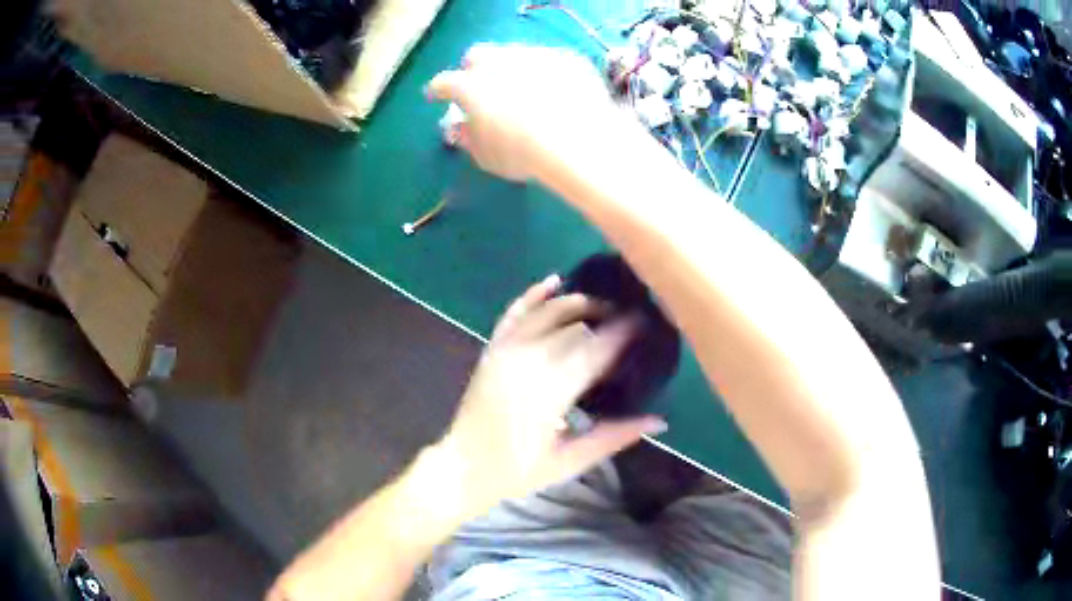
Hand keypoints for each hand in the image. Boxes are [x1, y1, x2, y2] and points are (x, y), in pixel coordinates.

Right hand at [427, 44, 628, 181]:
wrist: (579, 141)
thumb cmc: (522, 154)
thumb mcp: (486, 156)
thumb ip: (468, 138)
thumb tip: (461, 128)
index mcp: (469, 86)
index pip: (444, 82)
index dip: (438, 90)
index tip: (436, 96)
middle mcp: (498, 61)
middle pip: (477, 56)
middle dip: (473, 69)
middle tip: (481, 87)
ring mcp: (534, 55)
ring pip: (514, 54)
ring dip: (510, 68)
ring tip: (521, 90)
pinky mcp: (565, 58)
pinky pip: (548, 61)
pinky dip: (545, 73)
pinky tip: (554, 91)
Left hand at [436, 275, 666, 517]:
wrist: (464, 466)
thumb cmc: (518, 470)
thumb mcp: (570, 460)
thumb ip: (615, 437)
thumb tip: (660, 420)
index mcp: (550, 392)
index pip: (594, 351)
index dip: (622, 333)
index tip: (644, 322)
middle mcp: (527, 362)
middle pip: (574, 325)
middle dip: (604, 316)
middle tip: (628, 317)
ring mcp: (505, 351)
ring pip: (547, 311)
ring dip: (576, 302)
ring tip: (602, 304)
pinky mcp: (492, 350)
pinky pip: (514, 313)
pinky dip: (533, 295)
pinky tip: (553, 281)